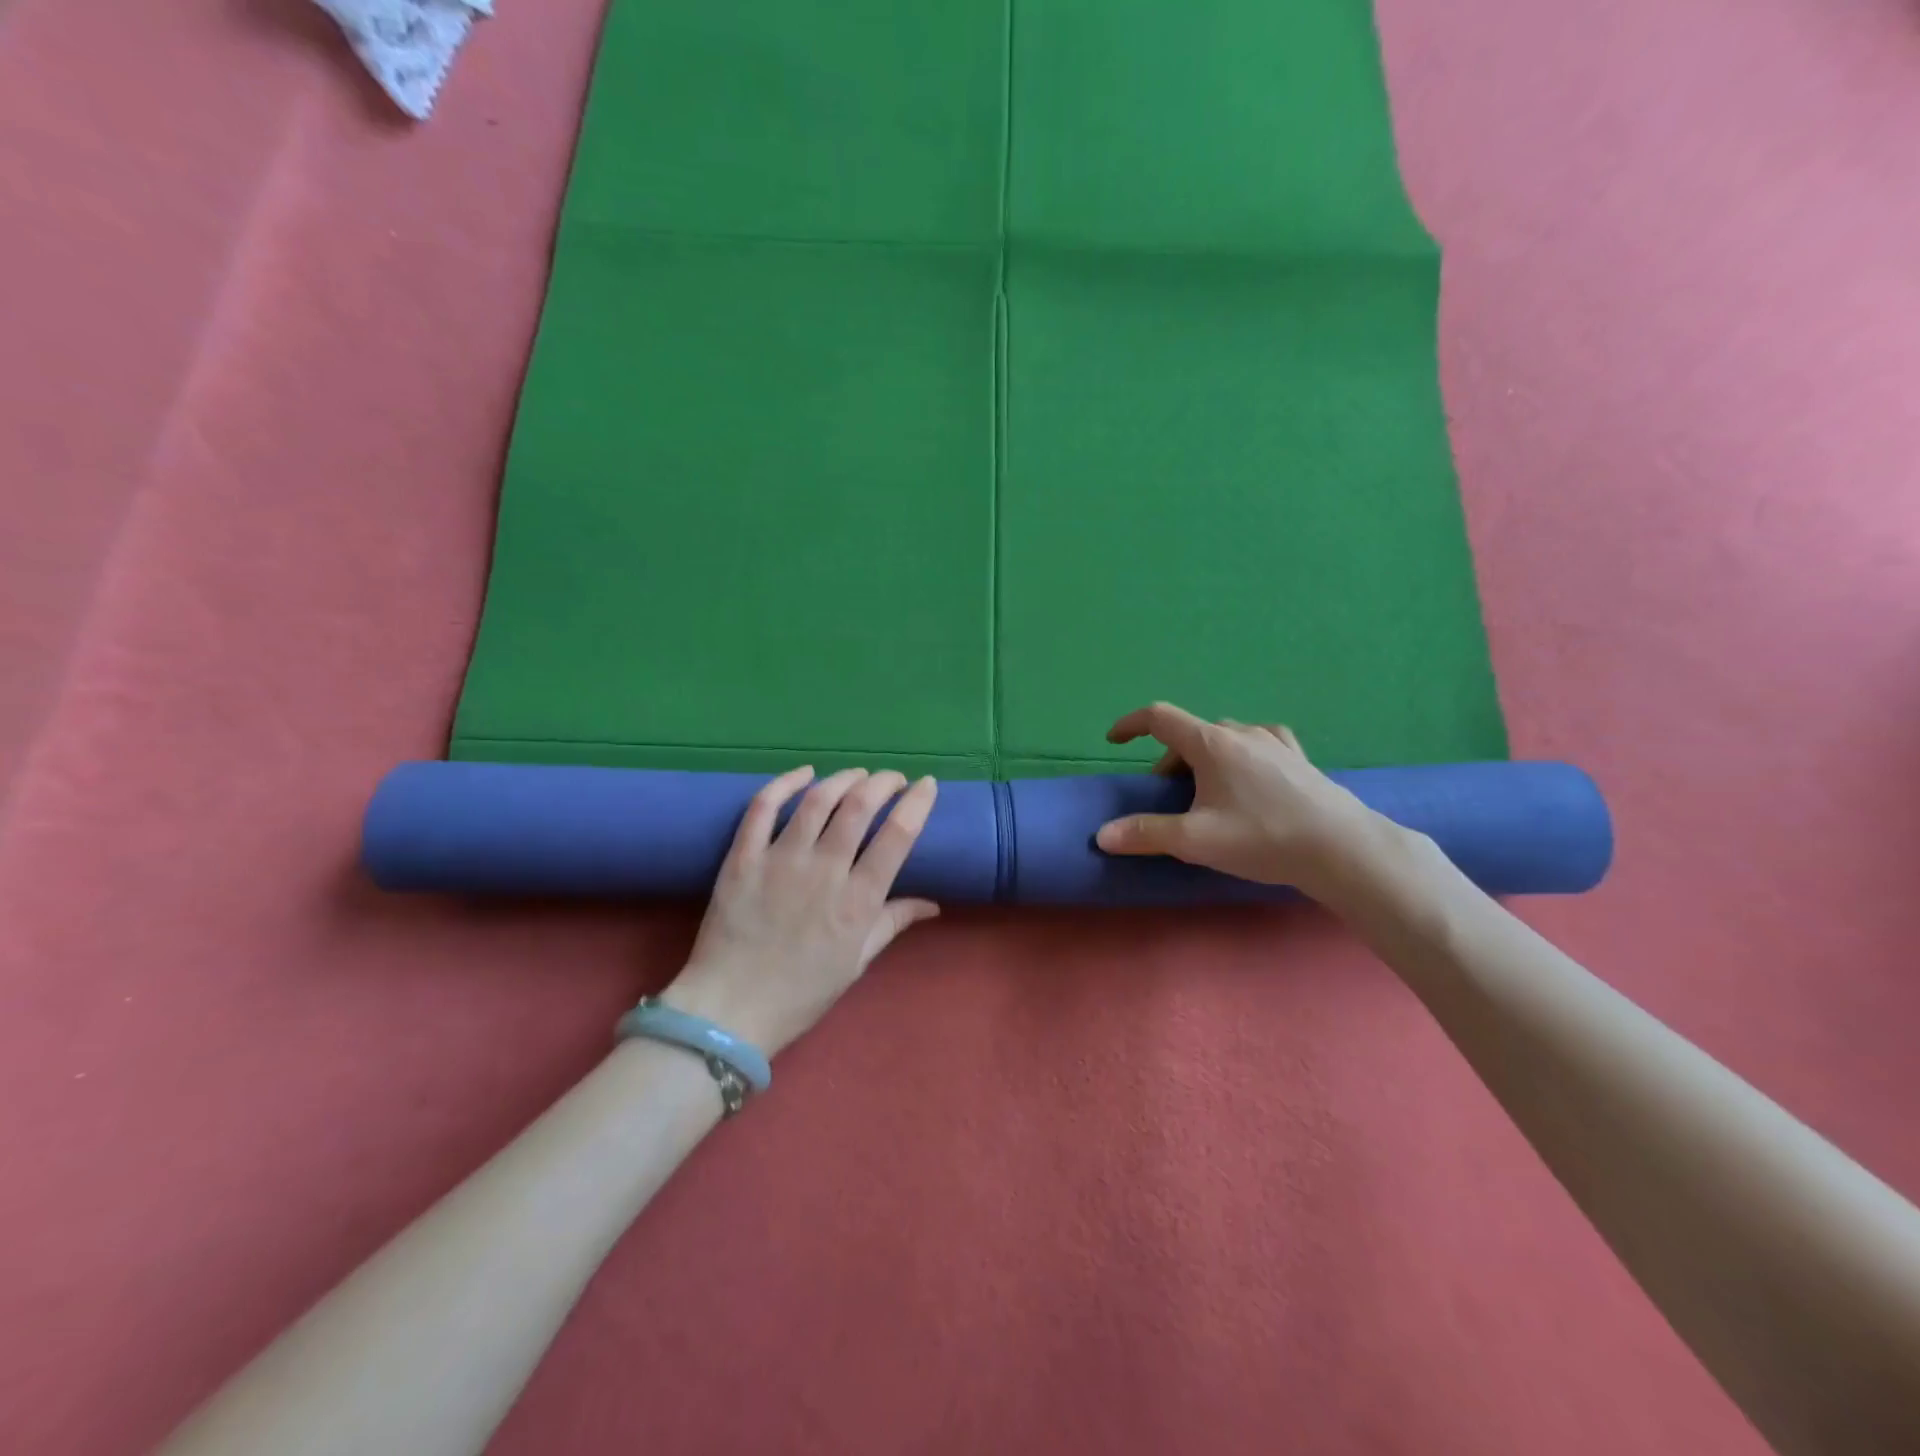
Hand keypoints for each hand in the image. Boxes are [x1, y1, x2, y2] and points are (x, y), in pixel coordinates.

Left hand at [664, 767, 939, 1055]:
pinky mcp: (742, 858)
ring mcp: (779, 861)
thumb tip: (933, 903)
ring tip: (857, 774)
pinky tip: (804, 773)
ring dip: (843, 778)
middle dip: (883, 782)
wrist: (729, 1012)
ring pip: (817, 800)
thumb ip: (892, 923)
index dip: (917, 802)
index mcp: (857, 901)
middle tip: (893, 779)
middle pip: (859, 806)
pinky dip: (785, 783)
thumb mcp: (856, 962)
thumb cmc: (800, 992)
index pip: (897, 836)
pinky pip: (762, 808)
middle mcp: (823, 872)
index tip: (927, 785)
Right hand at [1093, 702, 1391, 899]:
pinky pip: (1257, 743)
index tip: (1113, 740)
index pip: (1159, 717)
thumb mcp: (1195, 840)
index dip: (1130, 724)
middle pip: (1190, 735)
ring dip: (1203, 759)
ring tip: (1206, 794)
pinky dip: (1239, 754)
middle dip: (1169, 761)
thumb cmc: (1262, 838)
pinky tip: (1249, 774)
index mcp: (1210, 744)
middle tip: (1168, 799)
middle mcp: (1240, 733)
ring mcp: (1274, 742)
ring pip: (1223, 739)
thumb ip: (1146, 834)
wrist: (1341, 848)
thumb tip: (1102, 835)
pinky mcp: (1298, 758)